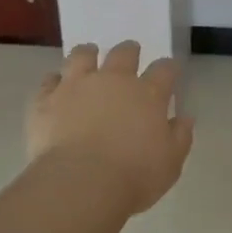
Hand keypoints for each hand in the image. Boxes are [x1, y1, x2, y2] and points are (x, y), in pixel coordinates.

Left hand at [27, 41, 194, 214]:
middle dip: (129, 51)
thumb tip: (184, 118)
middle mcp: (113, 81)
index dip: (168, 68)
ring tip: (89, 54)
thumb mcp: (170, 163)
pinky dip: (54, 81)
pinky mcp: (47, 99)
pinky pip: (49, 81)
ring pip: (82, 56)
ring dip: (88, 53)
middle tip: (130, 51)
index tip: (170, 69)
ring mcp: (76, 86)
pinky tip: (55, 85)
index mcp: (148, 95)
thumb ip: (179, 137)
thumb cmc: (134, 176)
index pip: (164, 70)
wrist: (81, 182)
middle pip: (123, 54)